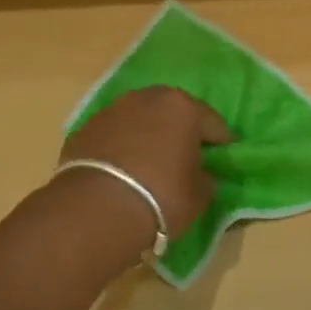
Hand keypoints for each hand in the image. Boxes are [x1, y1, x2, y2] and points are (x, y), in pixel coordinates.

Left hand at [57, 86, 231, 250]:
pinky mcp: (85, 129)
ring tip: (153, 163)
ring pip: (142, 120)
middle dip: (182, 131)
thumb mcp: (200, 194)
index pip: (214, 124)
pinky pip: (116, 135)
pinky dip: (124, 146)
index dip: (222, 143)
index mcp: (183, 107)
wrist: (96, 210)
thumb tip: (202, 173)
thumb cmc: (162, 197)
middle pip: (174, 112)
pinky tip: (125, 170)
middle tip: (188, 156)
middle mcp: (148, 99)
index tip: (225, 158)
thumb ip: (206, 177)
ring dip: (150, 135)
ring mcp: (112, 110)